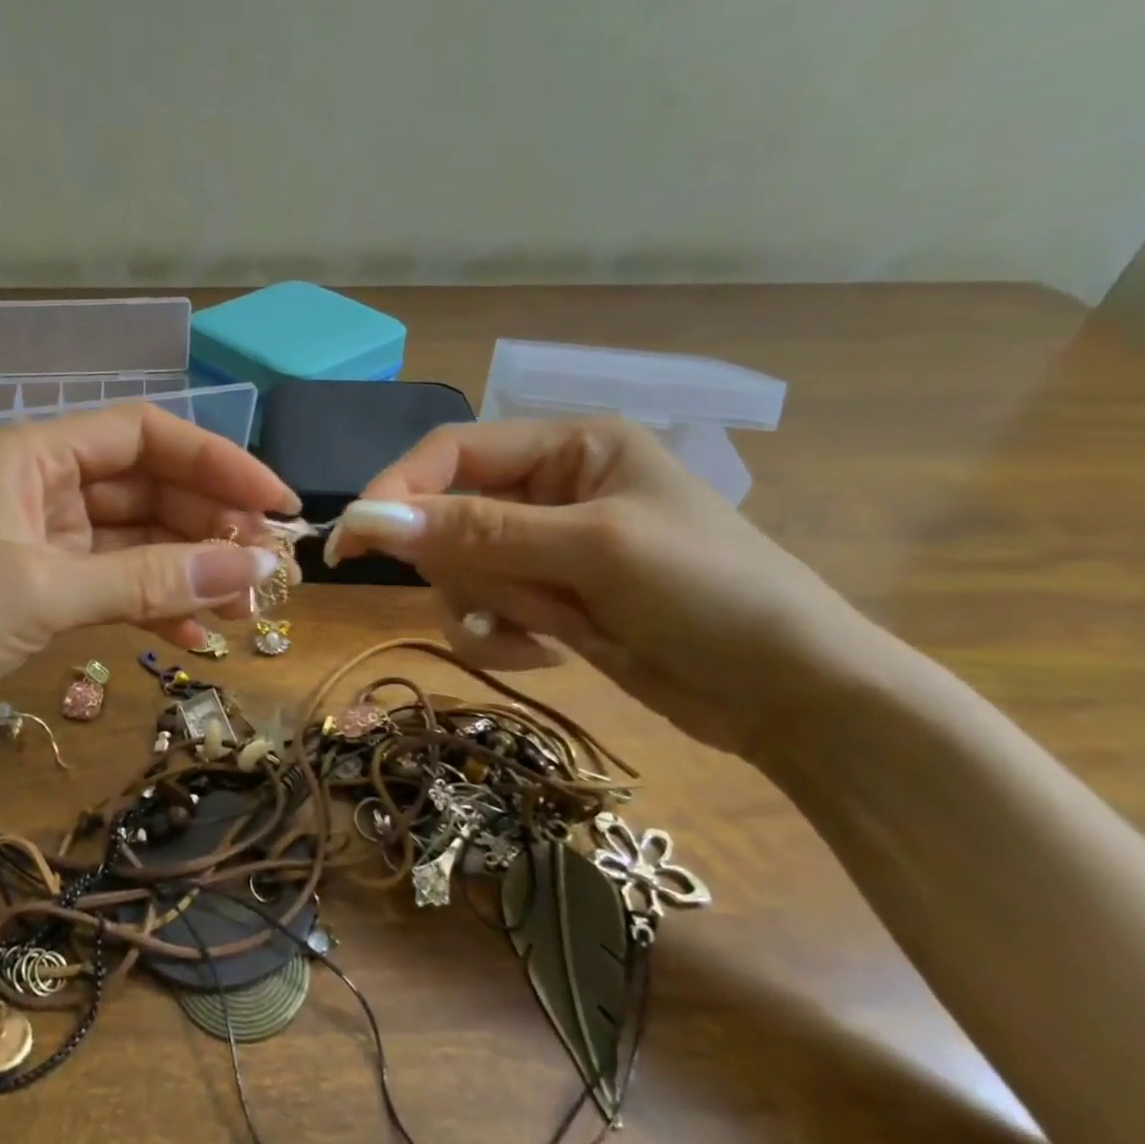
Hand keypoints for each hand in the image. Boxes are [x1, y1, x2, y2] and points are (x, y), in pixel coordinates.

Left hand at [0, 405, 297, 788]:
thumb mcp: (41, 590)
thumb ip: (149, 579)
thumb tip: (250, 569)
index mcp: (28, 454)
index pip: (142, 435)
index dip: (215, 461)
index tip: (274, 502)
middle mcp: (36, 490)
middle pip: (145, 490)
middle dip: (208, 525)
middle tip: (267, 569)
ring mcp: (35, 549)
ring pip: (134, 546)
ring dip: (188, 572)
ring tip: (244, 609)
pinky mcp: (32, 604)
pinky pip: (111, 592)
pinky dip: (152, 609)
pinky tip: (194, 637)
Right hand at [326, 418, 878, 756]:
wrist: (792, 697)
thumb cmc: (711, 594)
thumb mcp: (593, 550)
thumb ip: (477, 532)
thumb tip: (366, 519)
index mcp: (568, 446)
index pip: (451, 452)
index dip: (397, 491)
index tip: (352, 541)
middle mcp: (548, 489)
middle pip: (446, 516)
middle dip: (467, 567)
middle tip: (510, 600)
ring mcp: (544, 549)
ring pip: (456, 570)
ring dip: (486, 607)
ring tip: (544, 630)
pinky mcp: (544, 600)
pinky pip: (480, 610)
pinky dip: (499, 637)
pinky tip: (549, 652)